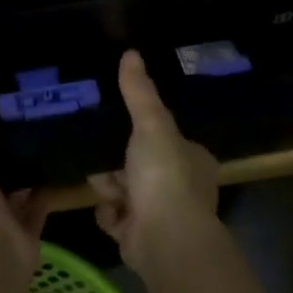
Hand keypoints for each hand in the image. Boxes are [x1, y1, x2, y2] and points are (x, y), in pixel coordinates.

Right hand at [89, 49, 220, 271]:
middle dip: (118, 161)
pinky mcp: (140, 237)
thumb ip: (139, 92)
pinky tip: (105, 208)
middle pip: (139, 164)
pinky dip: (108, 213)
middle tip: (99, 151)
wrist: (165, 240)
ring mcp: (161, 215)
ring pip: (124, 190)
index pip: (166, 139)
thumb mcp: (152, 124)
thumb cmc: (165, 176)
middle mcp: (182, 187)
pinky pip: (116, 217)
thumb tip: (131, 52)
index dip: (142, 132)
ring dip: (109, 186)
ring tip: (100, 181)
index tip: (118, 124)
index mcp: (193, 160)